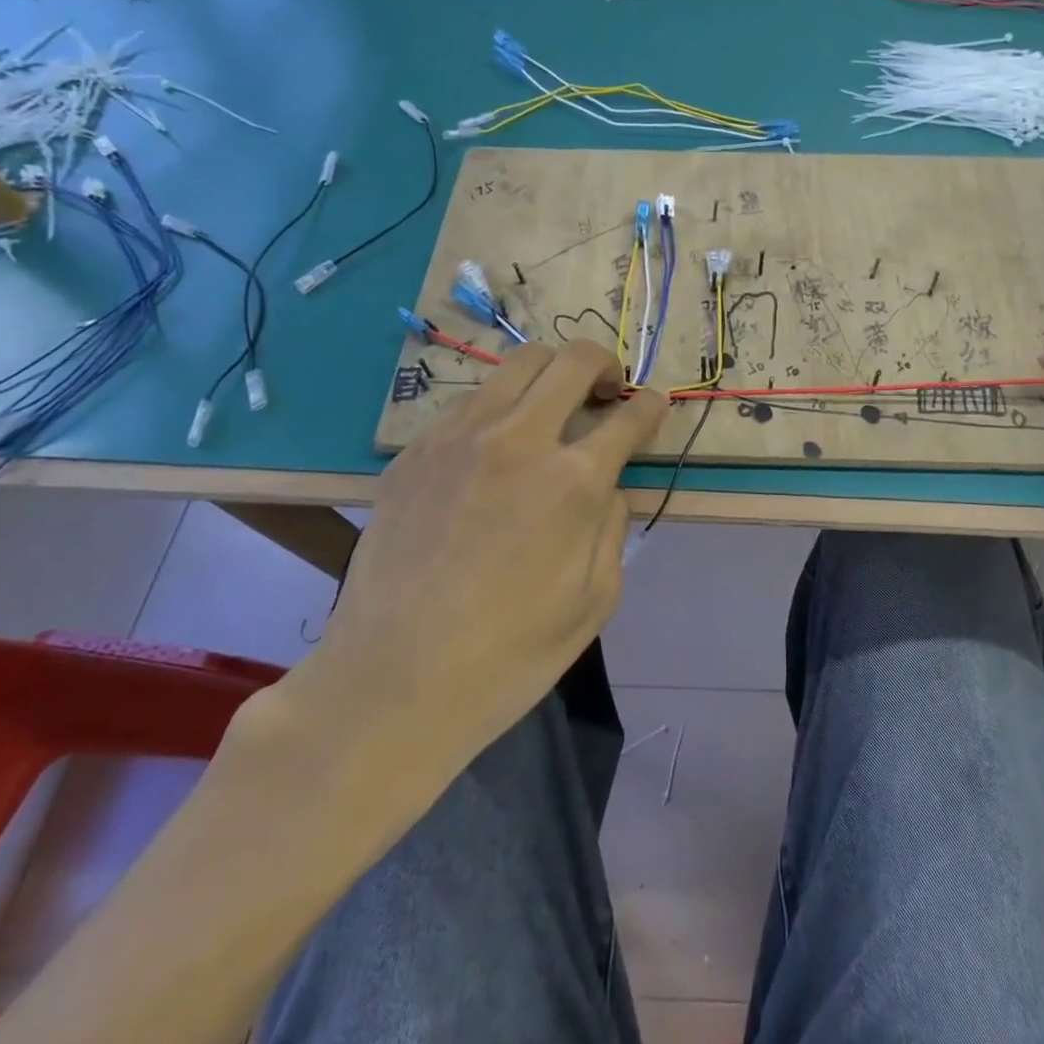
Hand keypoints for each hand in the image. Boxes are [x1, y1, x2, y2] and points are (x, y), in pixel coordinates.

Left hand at [275, 340, 666, 799]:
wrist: (391, 683)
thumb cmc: (508, 655)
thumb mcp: (594, 600)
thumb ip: (612, 528)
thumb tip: (608, 489)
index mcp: (572, 481)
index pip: (627, 416)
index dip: (650, 405)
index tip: (653, 404)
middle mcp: (517, 440)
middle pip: (571, 360)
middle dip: (602, 364)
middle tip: (605, 390)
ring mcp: (458, 439)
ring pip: (514, 365)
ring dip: (547, 376)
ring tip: (550, 409)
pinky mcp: (414, 452)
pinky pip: (467, 402)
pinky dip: (497, 407)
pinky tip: (494, 447)